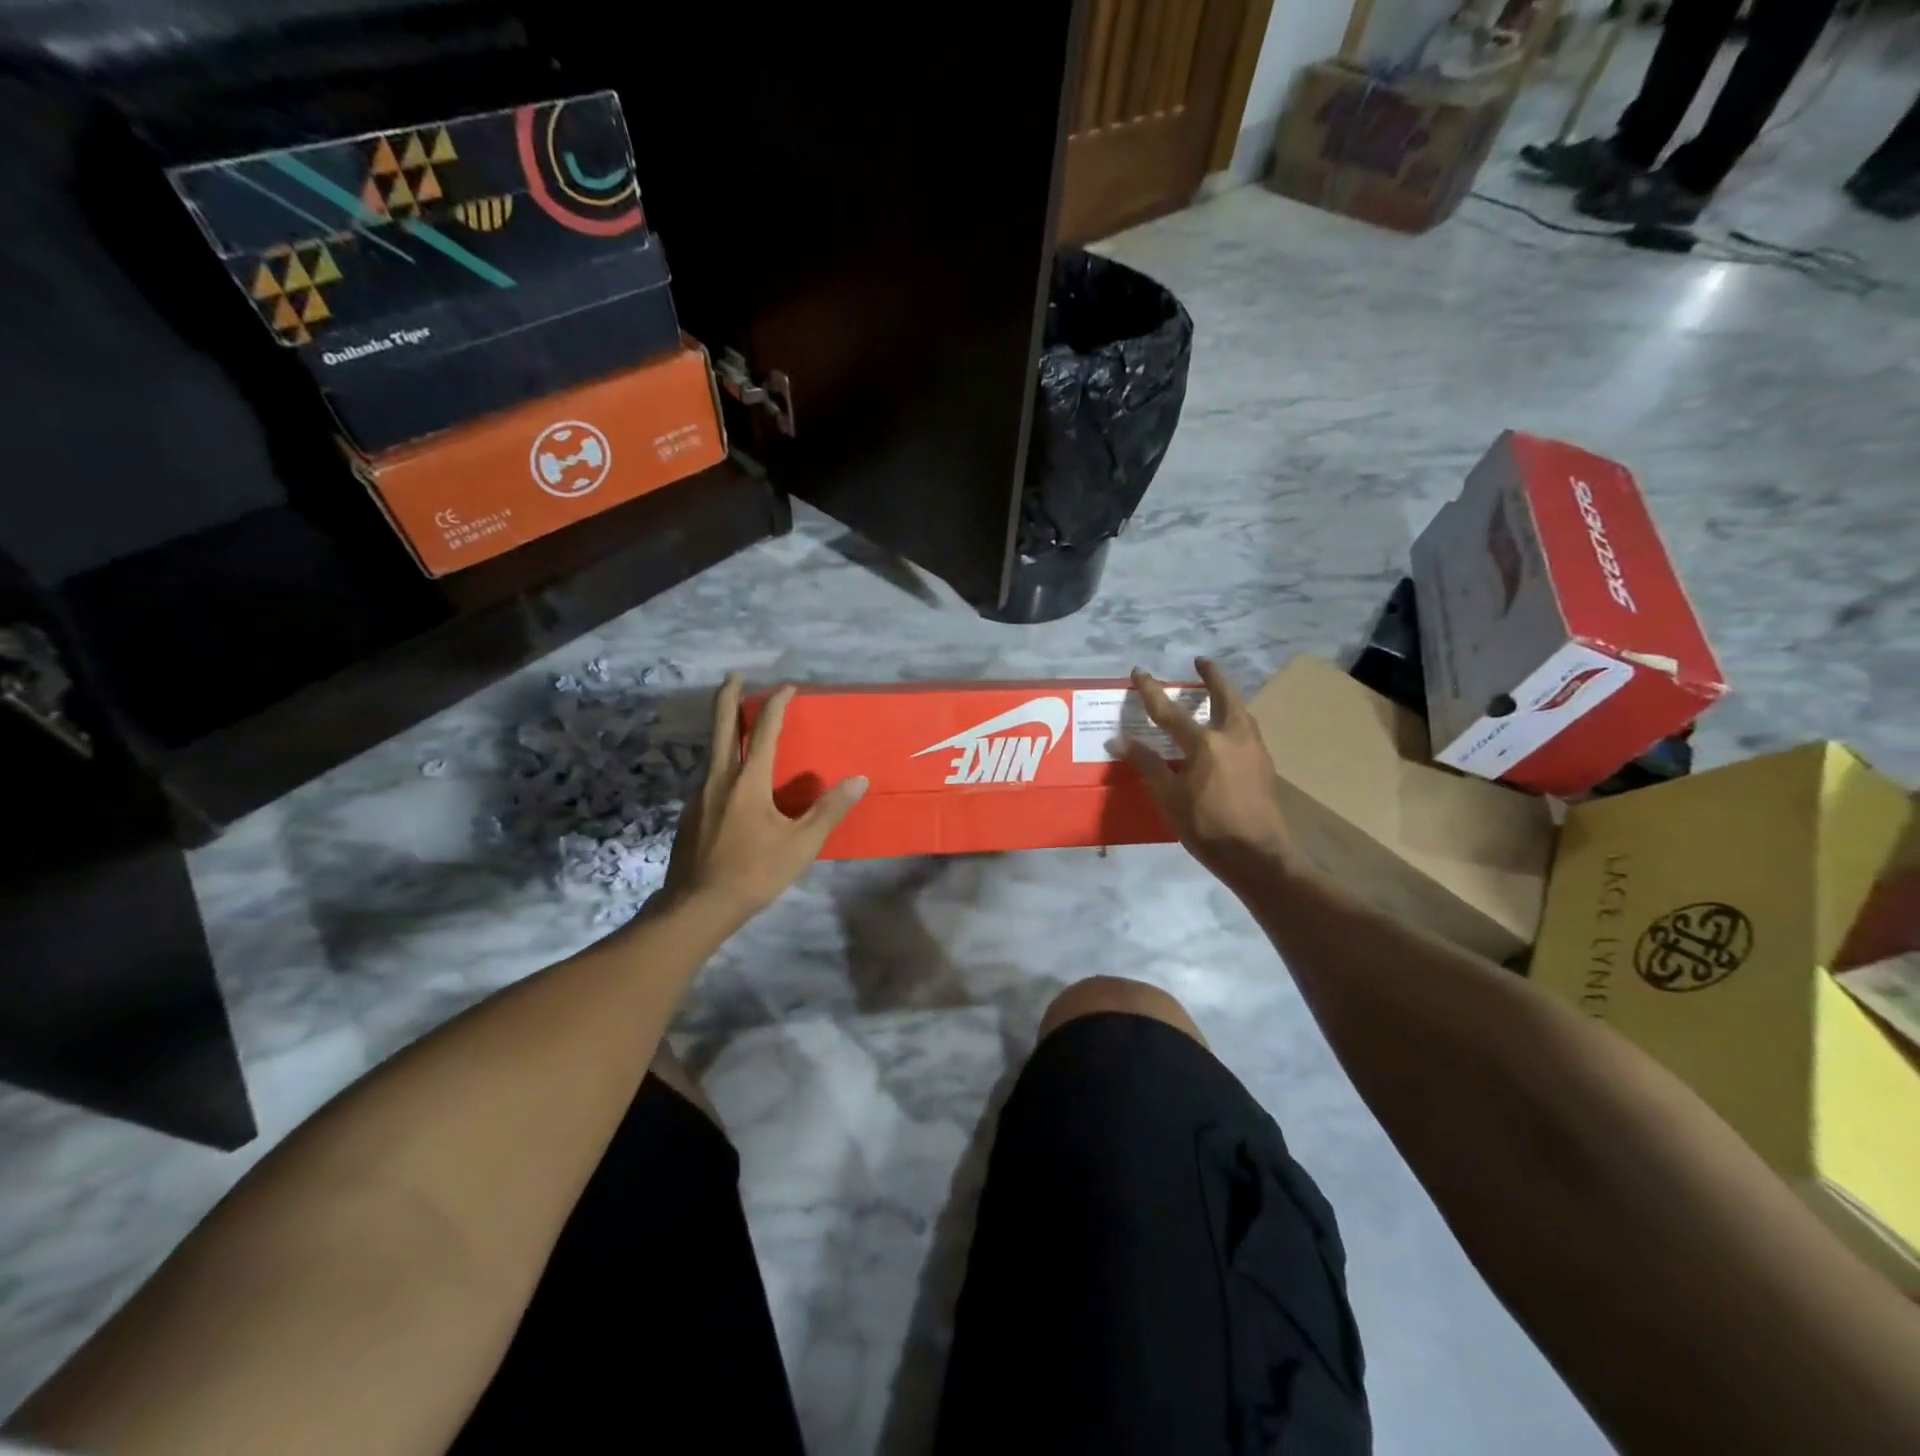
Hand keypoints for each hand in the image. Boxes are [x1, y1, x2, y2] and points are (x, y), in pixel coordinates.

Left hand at [661, 674, 867, 918]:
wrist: (697, 906)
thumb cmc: (754, 872)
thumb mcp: (801, 844)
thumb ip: (829, 810)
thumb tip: (859, 780)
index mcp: (748, 781)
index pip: (764, 731)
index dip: (776, 705)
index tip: (787, 686)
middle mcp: (719, 779)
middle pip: (721, 726)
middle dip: (728, 697)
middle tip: (734, 676)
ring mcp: (699, 796)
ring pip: (712, 751)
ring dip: (724, 729)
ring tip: (739, 726)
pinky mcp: (691, 814)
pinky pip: (709, 777)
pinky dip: (722, 763)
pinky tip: (733, 783)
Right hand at [1124, 658, 1295, 887]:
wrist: (1257, 856)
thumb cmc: (1206, 827)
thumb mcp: (1169, 797)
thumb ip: (1147, 764)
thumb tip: (1120, 740)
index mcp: (1205, 743)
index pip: (1170, 711)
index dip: (1151, 691)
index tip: (1139, 672)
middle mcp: (1233, 737)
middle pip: (1224, 697)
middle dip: (1212, 676)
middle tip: (1202, 662)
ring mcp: (1254, 750)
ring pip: (1241, 713)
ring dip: (1228, 698)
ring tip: (1217, 695)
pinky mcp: (1265, 766)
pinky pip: (1248, 731)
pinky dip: (1236, 720)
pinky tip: (1230, 733)